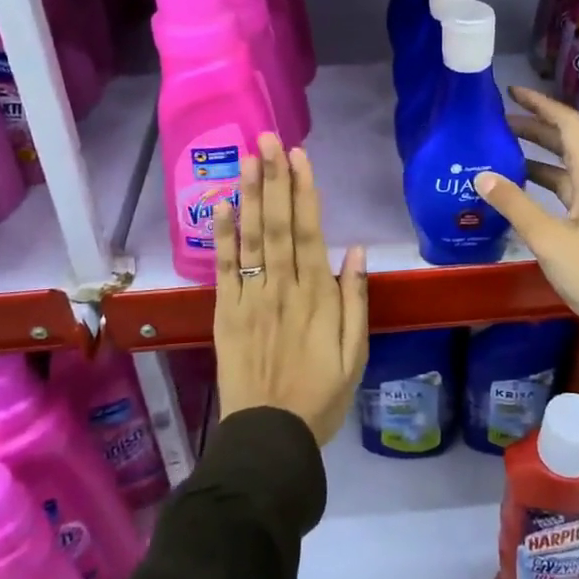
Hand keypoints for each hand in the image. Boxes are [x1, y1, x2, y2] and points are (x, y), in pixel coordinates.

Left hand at [213, 134, 368, 445]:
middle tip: (267, 140)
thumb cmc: (320, 396)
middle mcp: (281, 288)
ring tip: (246, 159)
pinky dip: (222, 236)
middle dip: (273, 179)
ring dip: (248, 196)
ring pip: (250, 239)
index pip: (309, 232)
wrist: (269, 438)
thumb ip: (355, 300)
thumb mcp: (355, 354)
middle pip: (277, 225)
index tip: (298, 156)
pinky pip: (223, 269)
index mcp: (316, 297)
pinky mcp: (226, 313)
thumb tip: (358, 251)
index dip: (304, 192)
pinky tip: (221, 205)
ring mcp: (250, 299)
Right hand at [475, 87, 578, 365]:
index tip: (513, 93)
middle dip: (533, 129)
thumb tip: (481, 175)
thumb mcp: (549, 239)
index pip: (569, 126)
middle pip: (565, 145)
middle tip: (496, 123)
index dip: (542, 105)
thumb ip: (515, 205)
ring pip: (561, 171)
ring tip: (498, 153)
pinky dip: (537, 187)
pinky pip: (560, 195)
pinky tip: (513, 195)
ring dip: (534, 158)